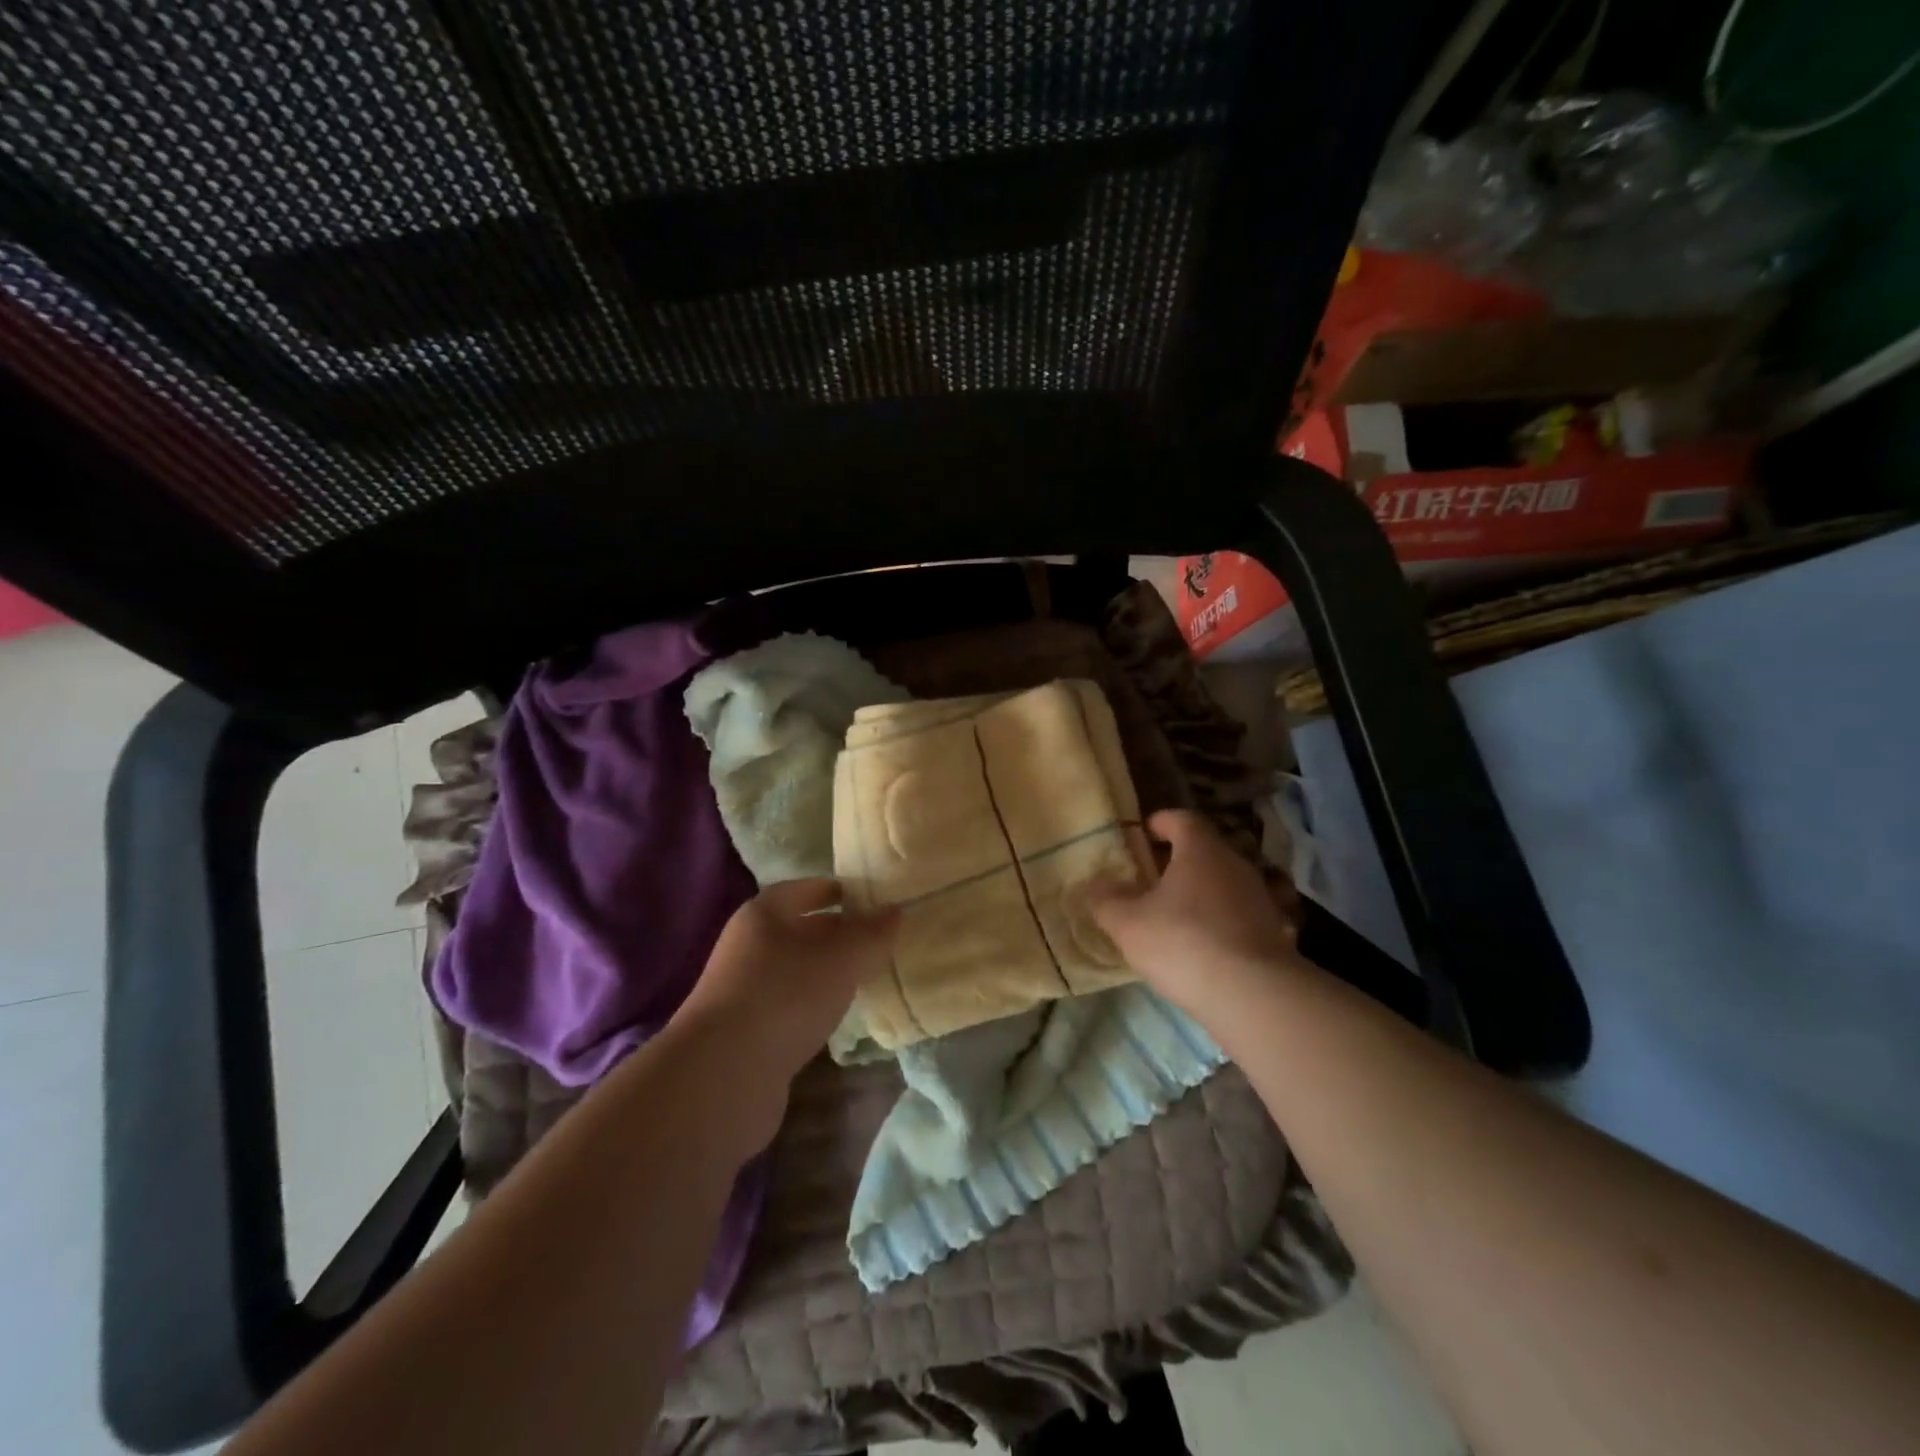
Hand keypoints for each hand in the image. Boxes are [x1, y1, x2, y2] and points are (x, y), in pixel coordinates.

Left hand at [669, 880, 899, 1137]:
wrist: (724, 1075)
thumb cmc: (786, 994)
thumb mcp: (842, 956)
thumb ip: (872, 932)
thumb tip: (896, 910)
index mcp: (764, 914)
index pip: (807, 889)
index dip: (841, 890)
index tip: (875, 900)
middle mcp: (749, 945)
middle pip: (801, 929)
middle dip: (839, 933)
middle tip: (881, 940)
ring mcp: (744, 990)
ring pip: (797, 969)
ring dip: (828, 972)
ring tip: (868, 977)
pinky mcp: (747, 1031)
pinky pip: (789, 1004)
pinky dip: (815, 1004)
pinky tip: (839, 1016)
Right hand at [1089, 809, 1297, 1015]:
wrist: (1255, 996)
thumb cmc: (1184, 943)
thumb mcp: (1127, 924)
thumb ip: (1106, 900)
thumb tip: (1095, 885)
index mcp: (1201, 850)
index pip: (1182, 819)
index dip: (1160, 822)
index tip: (1142, 833)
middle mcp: (1236, 865)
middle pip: (1205, 850)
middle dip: (1178, 860)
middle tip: (1150, 878)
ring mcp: (1261, 899)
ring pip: (1224, 883)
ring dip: (1201, 893)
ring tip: (1174, 915)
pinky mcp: (1275, 933)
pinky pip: (1240, 916)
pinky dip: (1221, 922)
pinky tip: (1204, 947)